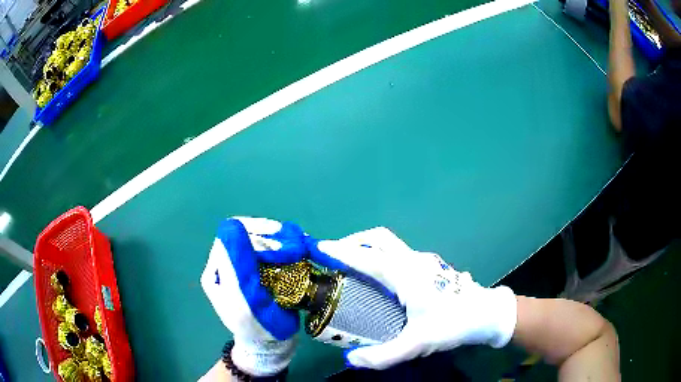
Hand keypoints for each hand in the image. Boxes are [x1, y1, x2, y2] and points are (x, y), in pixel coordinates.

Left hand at [201, 217, 306, 375]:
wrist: (270, 343)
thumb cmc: (254, 326)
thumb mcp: (241, 299)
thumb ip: (236, 265)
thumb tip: (232, 226)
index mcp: (218, 268)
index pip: (232, 234)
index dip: (255, 231)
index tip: (279, 237)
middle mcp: (230, 262)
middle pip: (249, 234)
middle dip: (273, 236)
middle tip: (296, 245)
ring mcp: (247, 266)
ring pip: (263, 240)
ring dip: (283, 240)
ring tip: (301, 247)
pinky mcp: (263, 271)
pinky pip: (274, 252)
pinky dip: (289, 249)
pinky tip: (301, 252)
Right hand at [307, 227, 517, 369]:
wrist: (486, 314)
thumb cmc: (453, 324)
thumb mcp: (418, 343)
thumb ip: (383, 355)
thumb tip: (351, 359)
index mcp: (408, 275)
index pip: (369, 257)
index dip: (342, 252)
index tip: (320, 247)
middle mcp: (413, 261)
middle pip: (379, 238)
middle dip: (353, 241)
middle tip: (335, 257)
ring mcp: (423, 261)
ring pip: (389, 243)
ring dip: (367, 248)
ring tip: (351, 268)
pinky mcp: (429, 266)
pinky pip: (397, 254)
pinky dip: (379, 256)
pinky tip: (378, 281)